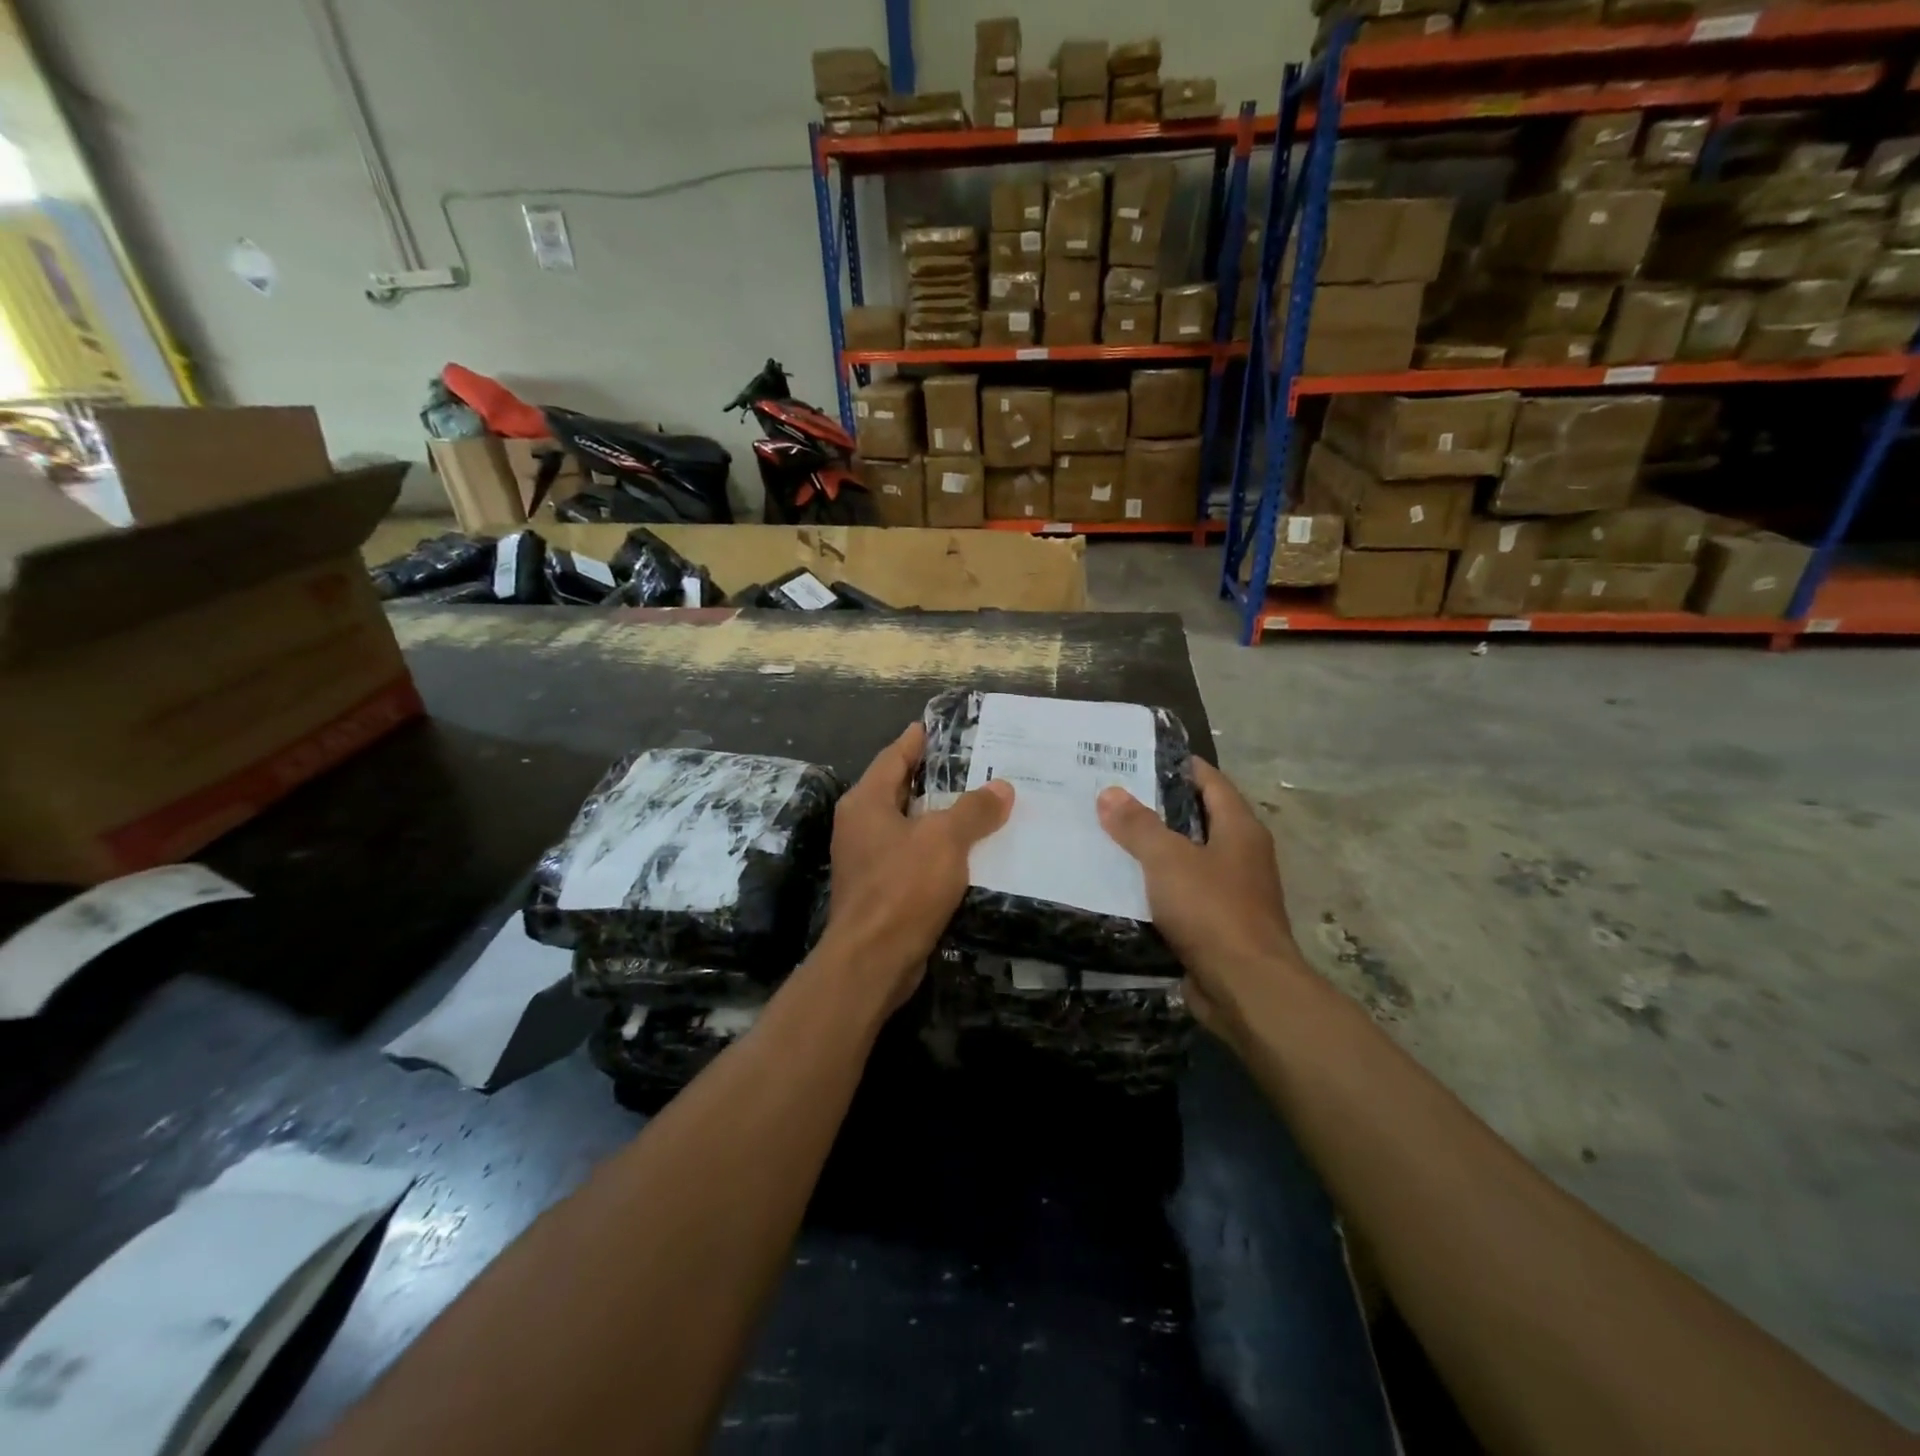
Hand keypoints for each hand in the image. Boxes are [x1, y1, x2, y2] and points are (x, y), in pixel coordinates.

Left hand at [819, 722, 1013, 1008]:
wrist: (872, 960)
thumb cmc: (902, 887)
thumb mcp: (944, 840)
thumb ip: (973, 810)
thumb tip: (1002, 787)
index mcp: (866, 802)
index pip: (893, 758)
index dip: (915, 741)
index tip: (933, 726)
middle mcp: (860, 825)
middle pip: (898, 789)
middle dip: (931, 777)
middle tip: (969, 762)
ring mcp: (866, 859)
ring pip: (907, 825)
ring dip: (937, 815)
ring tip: (976, 802)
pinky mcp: (879, 889)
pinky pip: (911, 855)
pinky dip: (936, 847)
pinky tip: (966, 850)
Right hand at [1097, 759, 1304, 1036]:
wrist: (1245, 988)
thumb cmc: (1212, 910)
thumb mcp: (1168, 859)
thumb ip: (1138, 825)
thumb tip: (1109, 792)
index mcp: (1240, 829)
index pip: (1210, 782)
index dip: (1179, 766)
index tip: (1139, 757)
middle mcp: (1241, 855)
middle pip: (1197, 819)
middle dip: (1157, 808)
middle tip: (1111, 796)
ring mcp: (1232, 893)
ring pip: (1187, 860)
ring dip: (1154, 850)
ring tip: (1108, 836)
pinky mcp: (1217, 926)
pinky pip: (1181, 895)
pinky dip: (1156, 887)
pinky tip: (1122, 885)